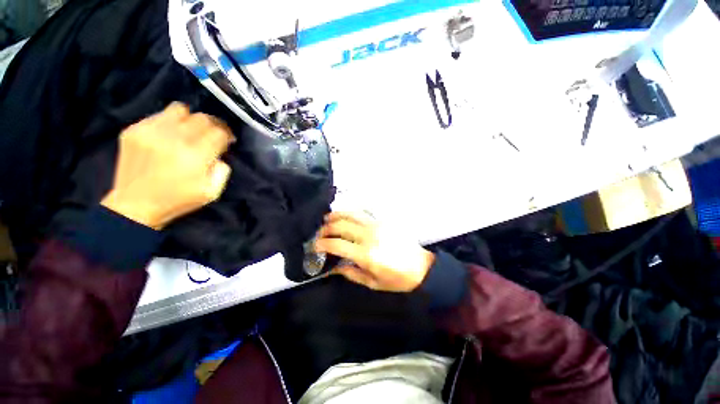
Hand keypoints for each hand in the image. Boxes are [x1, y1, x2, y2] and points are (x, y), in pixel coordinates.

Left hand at [101, 103, 234, 229]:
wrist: (134, 205)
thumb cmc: (178, 200)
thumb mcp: (212, 192)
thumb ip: (222, 170)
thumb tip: (220, 153)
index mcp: (195, 156)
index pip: (219, 132)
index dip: (227, 134)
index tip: (228, 140)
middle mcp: (173, 138)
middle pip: (202, 118)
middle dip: (213, 125)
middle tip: (212, 134)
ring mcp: (150, 131)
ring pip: (180, 109)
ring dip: (190, 119)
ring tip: (189, 130)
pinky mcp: (134, 130)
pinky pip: (159, 115)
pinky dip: (170, 122)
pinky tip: (169, 135)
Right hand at [314, 212, 435, 291]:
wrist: (421, 266)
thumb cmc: (397, 279)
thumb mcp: (373, 283)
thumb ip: (351, 273)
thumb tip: (333, 267)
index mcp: (366, 254)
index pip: (336, 244)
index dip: (321, 244)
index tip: (315, 246)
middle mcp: (369, 236)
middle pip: (340, 226)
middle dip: (325, 228)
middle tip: (319, 234)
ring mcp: (377, 225)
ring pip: (351, 214)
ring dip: (336, 215)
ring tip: (326, 219)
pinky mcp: (383, 221)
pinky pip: (362, 213)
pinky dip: (350, 213)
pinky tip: (344, 215)